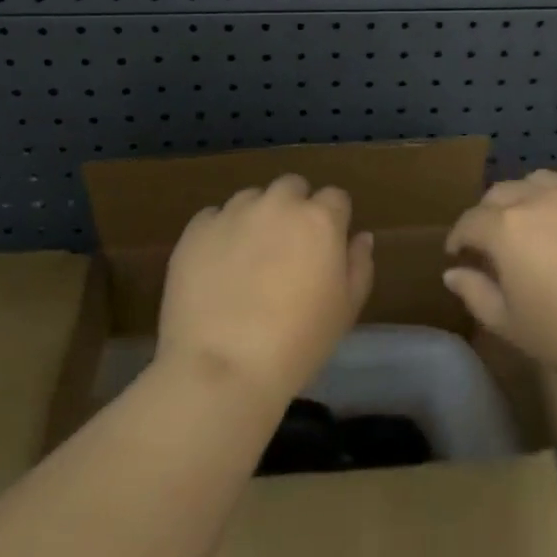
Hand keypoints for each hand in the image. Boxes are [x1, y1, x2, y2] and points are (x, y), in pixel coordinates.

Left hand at [156, 174, 373, 405]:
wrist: (222, 369)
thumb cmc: (297, 343)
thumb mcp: (345, 310)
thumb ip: (359, 265)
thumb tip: (360, 236)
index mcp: (320, 218)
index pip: (335, 198)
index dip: (333, 221)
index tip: (325, 249)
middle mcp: (278, 203)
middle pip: (292, 187)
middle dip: (294, 209)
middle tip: (287, 250)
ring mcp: (234, 212)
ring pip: (251, 198)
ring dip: (256, 217)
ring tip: (248, 258)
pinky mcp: (197, 229)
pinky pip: (213, 217)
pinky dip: (219, 233)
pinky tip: (216, 266)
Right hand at [442, 169, 556, 393]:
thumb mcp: (512, 325)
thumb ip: (477, 294)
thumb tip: (453, 272)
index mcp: (506, 228)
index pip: (470, 221)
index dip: (458, 237)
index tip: (458, 253)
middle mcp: (537, 199)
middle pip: (500, 193)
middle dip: (487, 214)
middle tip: (491, 242)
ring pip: (537, 182)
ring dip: (523, 198)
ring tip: (530, 224)